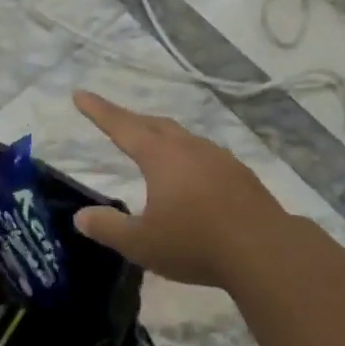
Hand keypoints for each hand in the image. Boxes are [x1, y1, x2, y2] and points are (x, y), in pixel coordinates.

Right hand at [71, 91, 286, 289]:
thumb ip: (109, 228)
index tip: (80, 94)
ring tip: (152, 147)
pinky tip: (192, 175)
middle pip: (154, 124)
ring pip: (182, 137)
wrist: (264, 250)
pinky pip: (204, 154)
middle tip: (114, 120)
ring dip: (162, 136)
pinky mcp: (240, 174)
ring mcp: (218, 157)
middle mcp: (188, 147)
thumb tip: (81, 216)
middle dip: (131, 120)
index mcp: (160, 156)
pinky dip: (187, 156)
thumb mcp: (142, 243)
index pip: (121, 126)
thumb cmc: (195, 243)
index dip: (99, 111)